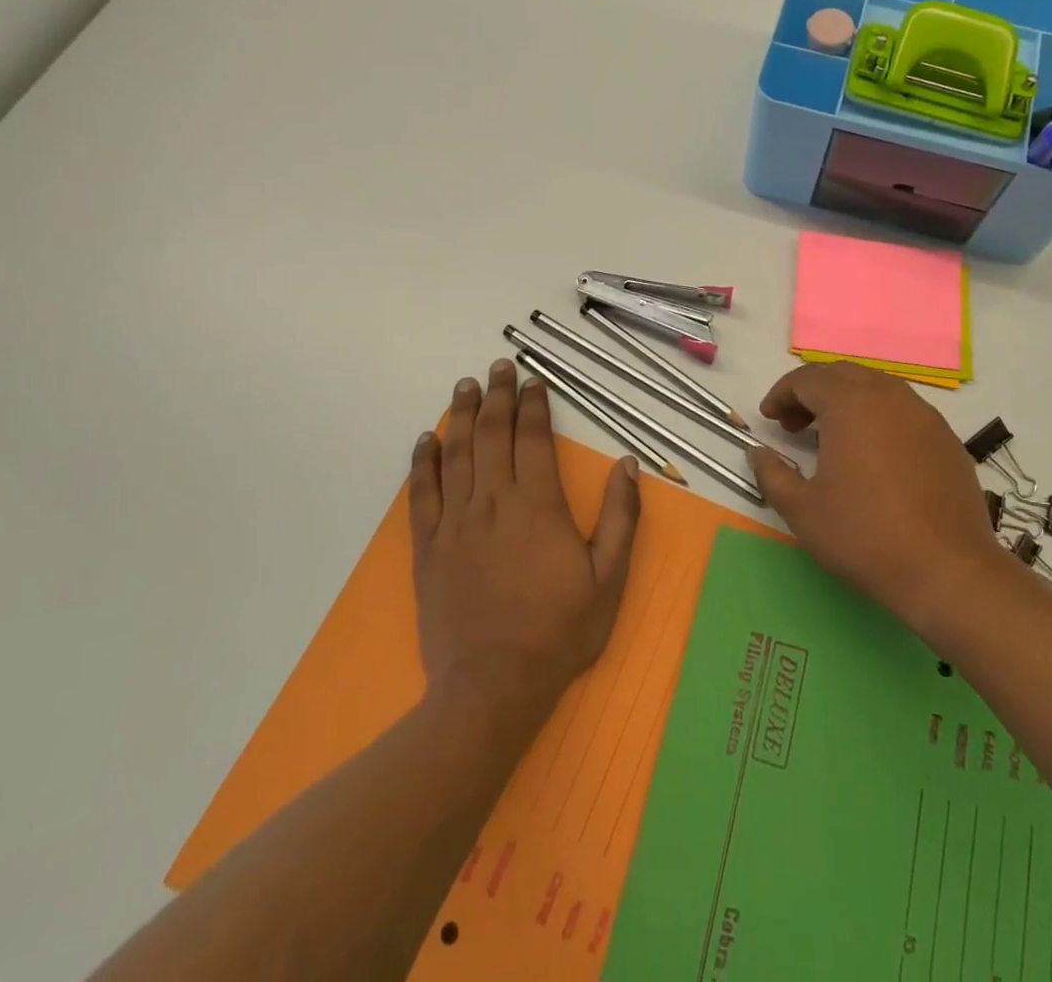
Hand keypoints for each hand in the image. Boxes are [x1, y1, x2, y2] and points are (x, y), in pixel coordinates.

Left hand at [407, 360, 641, 710]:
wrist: (493, 686)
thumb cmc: (559, 631)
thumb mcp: (609, 577)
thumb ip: (621, 517)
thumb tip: (628, 464)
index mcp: (538, 504)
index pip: (534, 438)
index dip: (534, 405)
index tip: (533, 381)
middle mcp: (494, 500)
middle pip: (492, 434)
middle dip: (496, 395)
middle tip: (497, 366)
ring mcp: (456, 522)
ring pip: (457, 454)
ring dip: (460, 415)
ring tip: (464, 386)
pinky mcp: (429, 546)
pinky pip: (422, 493)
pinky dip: (423, 462)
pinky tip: (426, 440)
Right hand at [746, 362, 1003, 641]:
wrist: (949, 571)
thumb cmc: (866, 536)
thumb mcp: (803, 511)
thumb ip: (772, 475)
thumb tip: (758, 453)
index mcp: (850, 404)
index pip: (807, 379)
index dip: (782, 394)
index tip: (769, 417)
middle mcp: (888, 396)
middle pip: (842, 374)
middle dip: (812, 391)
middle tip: (795, 424)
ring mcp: (923, 415)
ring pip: (876, 387)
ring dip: (846, 400)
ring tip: (831, 437)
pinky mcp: (946, 438)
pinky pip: (902, 409)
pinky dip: (877, 416)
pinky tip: (872, 454)